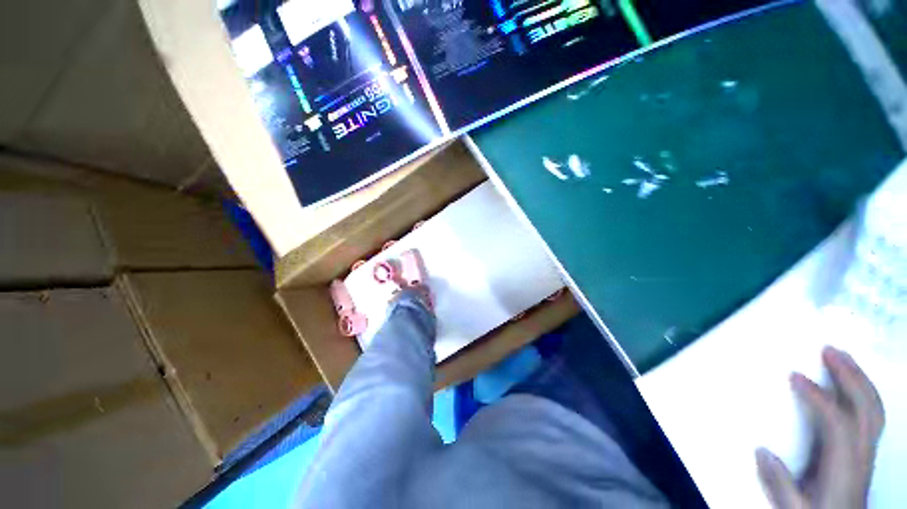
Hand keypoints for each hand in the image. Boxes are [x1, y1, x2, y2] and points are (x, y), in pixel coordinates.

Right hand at [756, 346, 884, 508]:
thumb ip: (779, 484)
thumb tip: (762, 450)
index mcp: (844, 467)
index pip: (837, 423)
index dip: (818, 396)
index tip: (795, 376)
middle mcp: (861, 455)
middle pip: (865, 408)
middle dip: (850, 376)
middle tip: (829, 351)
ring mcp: (867, 452)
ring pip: (874, 409)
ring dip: (860, 379)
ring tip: (843, 358)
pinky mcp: (866, 451)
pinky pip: (872, 415)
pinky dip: (865, 393)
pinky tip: (853, 385)